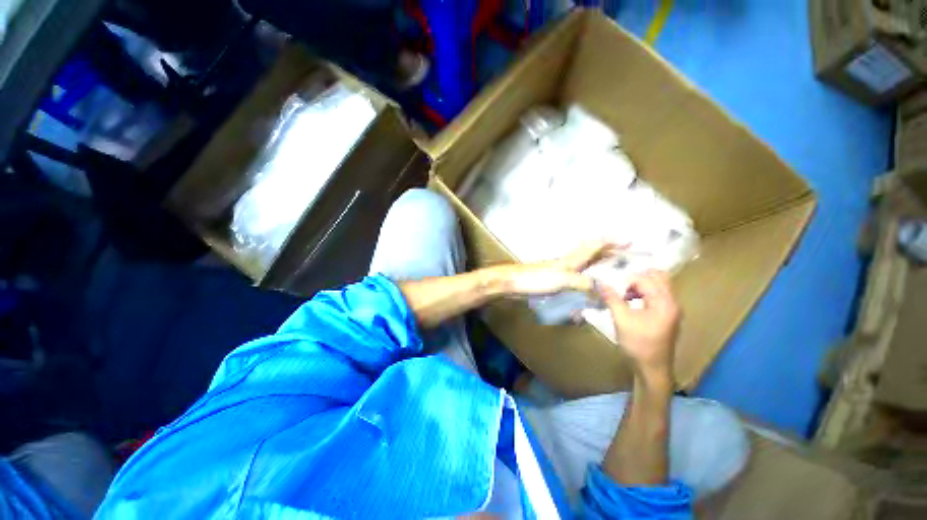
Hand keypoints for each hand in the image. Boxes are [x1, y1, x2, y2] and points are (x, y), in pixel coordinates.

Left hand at [501, 241, 622, 295]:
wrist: (513, 282)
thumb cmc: (535, 278)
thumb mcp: (562, 279)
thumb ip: (582, 283)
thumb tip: (601, 290)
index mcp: (572, 260)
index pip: (595, 246)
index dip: (611, 242)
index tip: (628, 239)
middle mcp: (569, 263)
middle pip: (591, 253)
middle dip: (608, 251)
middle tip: (624, 252)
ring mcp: (561, 271)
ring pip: (584, 264)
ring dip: (598, 262)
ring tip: (610, 266)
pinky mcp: (555, 281)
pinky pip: (576, 277)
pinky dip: (585, 278)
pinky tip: (586, 284)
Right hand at [600, 270, 679, 383]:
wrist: (652, 369)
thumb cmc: (638, 345)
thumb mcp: (621, 320)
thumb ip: (612, 298)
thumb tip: (600, 283)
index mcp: (664, 302)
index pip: (645, 279)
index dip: (626, 281)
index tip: (612, 289)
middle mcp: (672, 302)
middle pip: (657, 277)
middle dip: (636, 277)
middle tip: (619, 285)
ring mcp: (671, 309)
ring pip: (657, 285)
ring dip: (639, 285)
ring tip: (622, 294)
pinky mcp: (666, 315)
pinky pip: (656, 295)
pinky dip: (643, 293)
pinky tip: (629, 302)